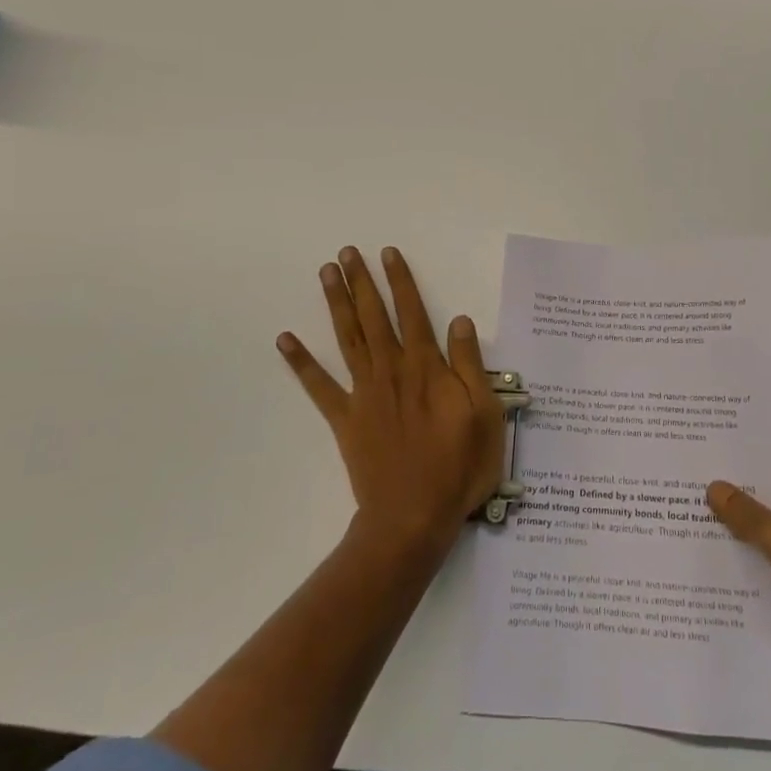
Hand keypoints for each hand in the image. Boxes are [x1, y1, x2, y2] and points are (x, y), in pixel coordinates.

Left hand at [278, 247, 504, 557]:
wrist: (413, 519)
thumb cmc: (458, 467)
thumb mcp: (485, 414)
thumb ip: (470, 364)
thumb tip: (459, 319)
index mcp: (425, 367)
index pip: (413, 312)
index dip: (401, 280)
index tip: (388, 254)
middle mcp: (391, 370)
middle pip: (374, 316)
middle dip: (361, 281)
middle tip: (347, 252)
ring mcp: (363, 394)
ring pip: (347, 339)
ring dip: (336, 304)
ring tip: (326, 274)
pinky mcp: (345, 419)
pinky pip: (318, 386)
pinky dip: (301, 362)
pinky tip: (285, 339)